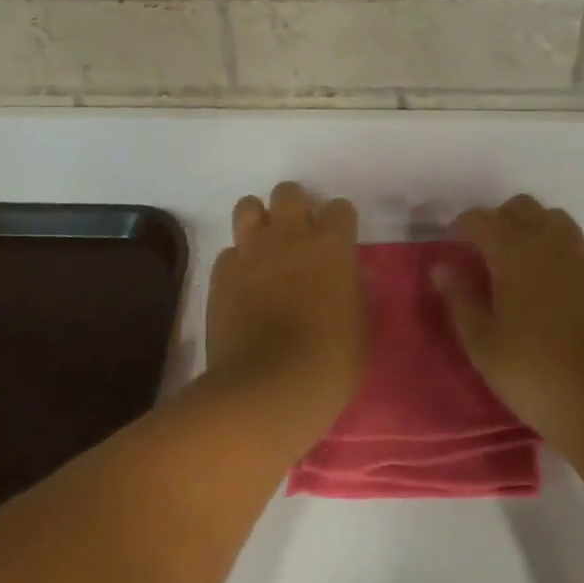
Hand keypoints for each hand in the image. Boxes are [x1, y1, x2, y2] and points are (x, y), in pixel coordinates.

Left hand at [204, 182, 365, 449]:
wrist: (268, 390)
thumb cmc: (330, 363)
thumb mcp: (362, 329)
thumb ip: (358, 292)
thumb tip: (355, 273)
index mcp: (331, 244)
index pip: (339, 207)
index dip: (340, 223)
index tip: (340, 244)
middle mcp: (289, 236)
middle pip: (288, 192)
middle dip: (295, 208)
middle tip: (299, 239)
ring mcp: (251, 252)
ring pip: (247, 206)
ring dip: (258, 222)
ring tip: (266, 249)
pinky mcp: (221, 275)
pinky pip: (228, 253)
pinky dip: (237, 263)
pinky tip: (243, 287)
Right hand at [437, 195, 583, 446]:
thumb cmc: (534, 373)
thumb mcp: (482, 342)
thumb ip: (460, 298)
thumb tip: (442, 267)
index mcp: (515, 251)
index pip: (481, 219)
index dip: (462, 226)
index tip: (452, 244)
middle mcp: (551, 241)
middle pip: (521, 207)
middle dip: (499, 220)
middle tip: (485, 252)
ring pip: (553, 219)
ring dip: (532, 228)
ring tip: (520, 263)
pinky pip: (577, 242)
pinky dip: (559, 247)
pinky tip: (553, 280)